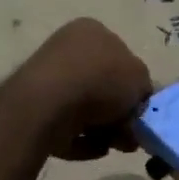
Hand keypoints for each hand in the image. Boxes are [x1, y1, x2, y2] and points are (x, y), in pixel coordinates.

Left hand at [16, 18, 152, 161]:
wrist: (48, 105)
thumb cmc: (100, 81)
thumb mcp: (140, 79)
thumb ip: (144, 88)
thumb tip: (136, 102)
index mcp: (92, 31)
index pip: (121, 57)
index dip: (134, 86)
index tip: (139, 112)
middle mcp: (67, 48)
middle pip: (102, 86)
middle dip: (118, 114)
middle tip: (130, 136)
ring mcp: (48, 78)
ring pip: (85, 108)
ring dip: (103, 129)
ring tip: (113, 145)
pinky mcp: (34, 107)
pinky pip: (65, 125)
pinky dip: (81, 139)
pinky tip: (92, 148)